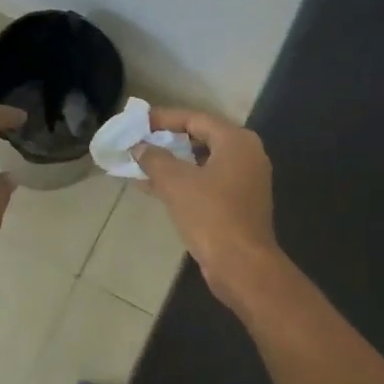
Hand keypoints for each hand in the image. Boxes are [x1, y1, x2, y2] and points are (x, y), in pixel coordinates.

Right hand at [136, 109, 281, 309]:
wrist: (242, 265)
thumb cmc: (211, 216)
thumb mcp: (176, 183)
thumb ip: (155, 159)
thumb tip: (139, 147)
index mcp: (237, 141)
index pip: (195, 118)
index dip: (164, 118)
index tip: (137, 121)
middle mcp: (246, 155)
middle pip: (201, 138)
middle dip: (167, 141)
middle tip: (138, 141)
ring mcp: (244, 181)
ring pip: (201, 163)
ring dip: (171, 164)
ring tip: (139, 164)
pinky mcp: (238, 204)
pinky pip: (205, 183)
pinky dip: (182, 183)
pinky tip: (153, 188)